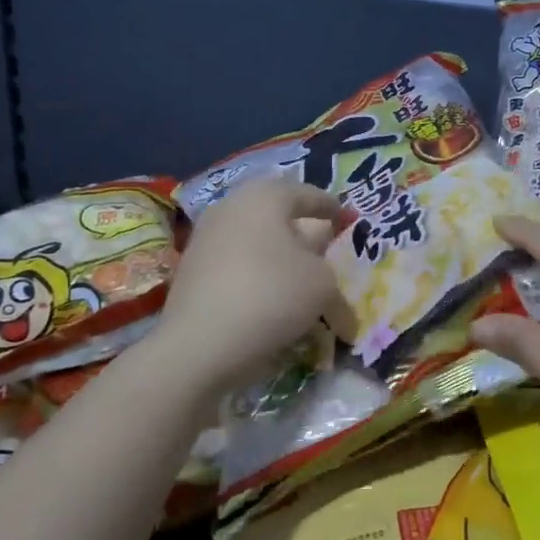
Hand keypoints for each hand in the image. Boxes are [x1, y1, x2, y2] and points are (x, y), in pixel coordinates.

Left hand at [154, 178, 346, 393]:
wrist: (200, 344)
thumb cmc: (271, 295)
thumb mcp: (322, 282)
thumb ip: (329, 269)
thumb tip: (318, 270)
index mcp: (265, 196)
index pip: (308, 194)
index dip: (332, 207)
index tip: (347, 219)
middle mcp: (230, 207)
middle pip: (276, 215)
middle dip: (301, 231)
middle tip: (323, 248)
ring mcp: (205, 238)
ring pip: (254, 240)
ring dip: (278, 257)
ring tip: (299, 280)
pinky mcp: (191, 271)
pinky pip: (236, 265)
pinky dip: (257, 276)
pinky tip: (271, 299)